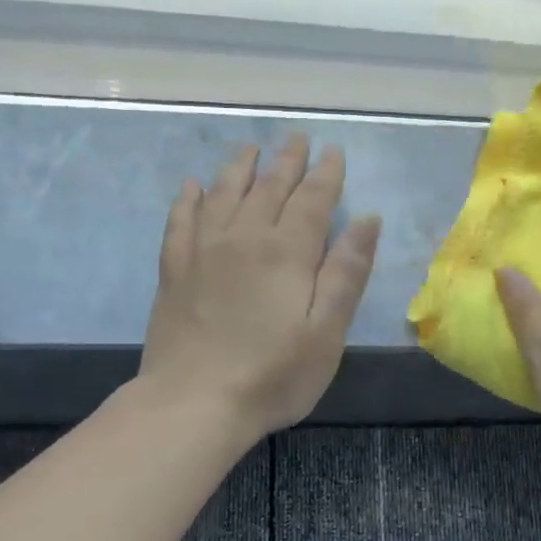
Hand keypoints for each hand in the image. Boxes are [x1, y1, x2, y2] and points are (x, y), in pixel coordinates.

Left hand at [140, 136, 381, 440]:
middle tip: (297, 138)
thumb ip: (346, 272)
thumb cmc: (272, 374)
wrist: (193, 401)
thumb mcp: (326, 331)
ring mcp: (203, 250)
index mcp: (288, 252)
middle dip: (287, 161)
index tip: (333, 151)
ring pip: (224, 193)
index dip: (326, 175)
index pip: (313, 200)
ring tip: (250, 148)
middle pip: (269, 188)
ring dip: (240, 167)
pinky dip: (189, 198)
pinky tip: (193, 186)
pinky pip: (181, 219)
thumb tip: (367, 219)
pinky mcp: (174, 269)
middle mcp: (245, 237)